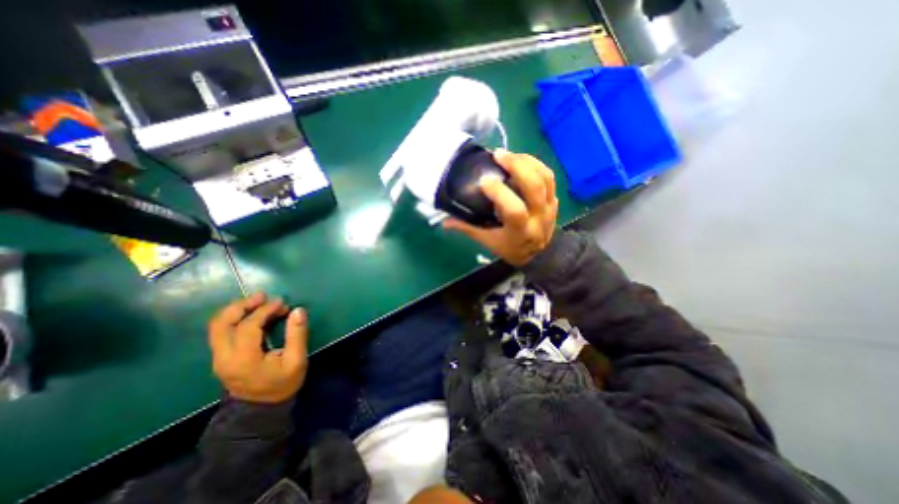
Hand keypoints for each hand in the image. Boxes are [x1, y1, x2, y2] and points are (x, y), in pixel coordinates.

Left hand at [207, 294, 309, 402]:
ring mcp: (219, 357)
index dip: (264, 310)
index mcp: (243, 359)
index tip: (282, 303)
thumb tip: (298, 310)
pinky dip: (235, 318)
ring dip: (236, 309)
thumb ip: (297, 335)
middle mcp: (224, 357)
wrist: (260, 410)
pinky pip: (222, 331)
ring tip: (258, 301)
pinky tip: (253, 314)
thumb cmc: (282, 384)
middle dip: (242, 305)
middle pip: (222, 323)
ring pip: (217, 326)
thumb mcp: (296, 361)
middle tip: (263, 296)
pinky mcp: (221, 357)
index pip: (247, 326)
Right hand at [442, 149, 560, 266]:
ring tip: (508, 154)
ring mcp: (550, 207)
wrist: (539, 255)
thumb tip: (444, 221)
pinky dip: (535, 165)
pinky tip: (521, 160)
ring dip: (526, 162)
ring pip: (544, 178)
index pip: (515, 210)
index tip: (483, 180)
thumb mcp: (488, 241)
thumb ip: (467, 228)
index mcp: (521, 231)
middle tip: (498, 154)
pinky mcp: (554, 200)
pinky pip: (549, 178)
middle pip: (534, 187)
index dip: (500, 193)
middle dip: (516, 166)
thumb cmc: (510, 248)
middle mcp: (539, 218)